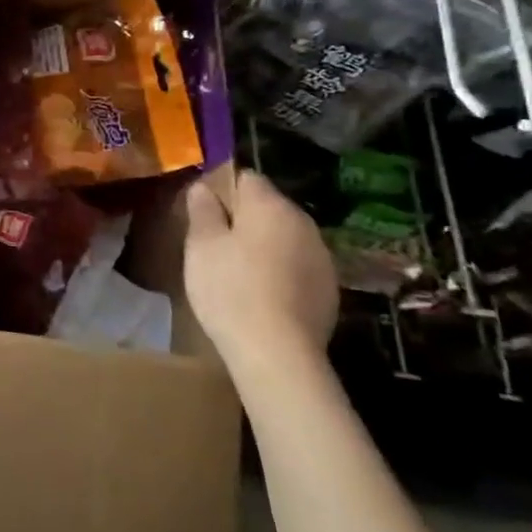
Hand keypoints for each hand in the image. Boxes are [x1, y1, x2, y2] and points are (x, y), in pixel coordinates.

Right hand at [182, 170, 337, 375]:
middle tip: (215, 244)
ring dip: (264, 245)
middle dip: (243, 218)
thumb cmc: (231, 290)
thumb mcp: (201, 246)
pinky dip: (281, 271)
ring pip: (285, 237)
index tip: (203, 212)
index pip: (246, 177)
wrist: (278, 353)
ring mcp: (322, 257)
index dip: (222, 189)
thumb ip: (202, 210)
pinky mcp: (330, 290)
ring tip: (238, 271)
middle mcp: (303, 223)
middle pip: (268, 207)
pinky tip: (262, 295)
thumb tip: (204, 187)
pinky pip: (298, 266)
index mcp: (271, 205)